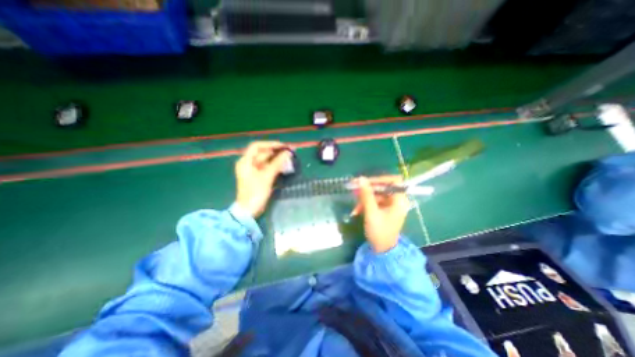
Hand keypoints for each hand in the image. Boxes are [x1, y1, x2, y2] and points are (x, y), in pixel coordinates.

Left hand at [235, 141, 290, 217]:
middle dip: (276, 152)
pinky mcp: (258, 177)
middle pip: (263, 153)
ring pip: (266, 161)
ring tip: (289, 158)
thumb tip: (288, 153)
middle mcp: (248, 164)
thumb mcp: (267, 176)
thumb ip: (277, 163)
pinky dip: (275, 166)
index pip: (257, 146)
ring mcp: (253, 171)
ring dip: (277, 159)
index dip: (270, 144)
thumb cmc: (255, 192)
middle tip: (289, 152)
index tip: (283, 146)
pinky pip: (268, 168)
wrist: (249, 210)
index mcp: (246, 161)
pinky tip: (284, 166)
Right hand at [350, 175, 408, 253]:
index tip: (366, 181)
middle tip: (355, 189)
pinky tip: (357, 211)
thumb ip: (366, 195)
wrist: (382, 250)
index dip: (380, 179)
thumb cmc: (379, 232)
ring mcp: (390, 205)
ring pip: (376, 194)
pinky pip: (374, 201)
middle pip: (383, 187)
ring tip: (355, 207)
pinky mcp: (384, 209)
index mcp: (399, 200)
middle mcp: (396, 200)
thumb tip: (360, 179)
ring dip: (364, 199)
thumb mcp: (371, 212)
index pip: (394, 181)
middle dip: (368, 189)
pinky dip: (365, 204)